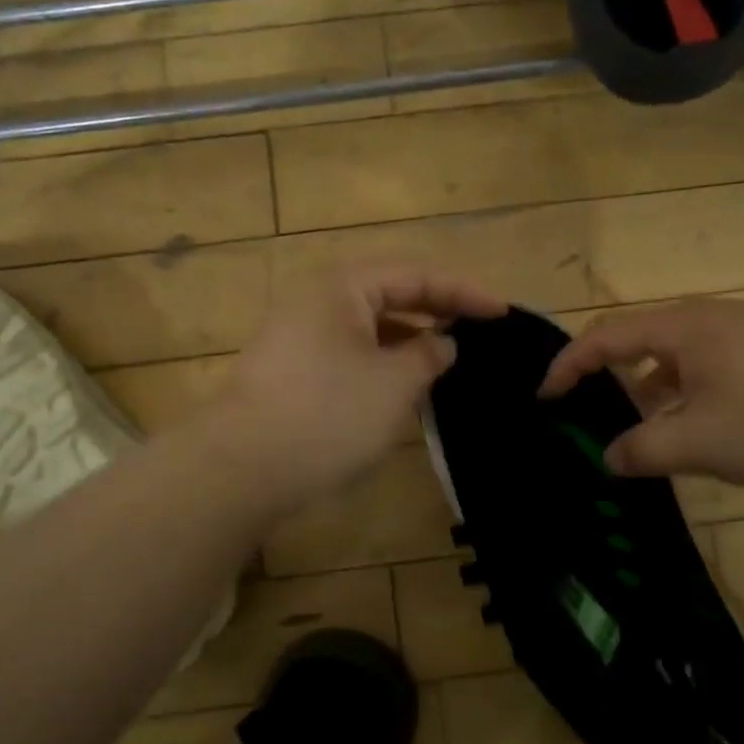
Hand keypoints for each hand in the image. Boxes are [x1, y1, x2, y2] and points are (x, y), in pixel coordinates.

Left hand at [213, 263, 505, 506]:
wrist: (241, 468)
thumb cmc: (328, 414)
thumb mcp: (394, 384)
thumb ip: (429, 356)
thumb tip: (442, 345)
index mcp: (343, 287)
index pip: (416, 275)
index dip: (463, 292)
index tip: (502, 314)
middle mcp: (317, 300)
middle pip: (390, 294)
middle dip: (436, 312)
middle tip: (479, 332)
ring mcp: (299, 335)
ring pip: (369, 327)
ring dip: (409, 340)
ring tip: (448, 362)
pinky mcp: (292, 370)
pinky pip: (350, 352)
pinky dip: (382, 363)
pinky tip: (403, 388)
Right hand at [538, 298, 743, 486]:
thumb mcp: (703, 442)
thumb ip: (645, 449)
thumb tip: (609, 456)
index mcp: (679, 328)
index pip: (602, 338)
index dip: (567, 367)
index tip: (544, 399)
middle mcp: (703, 318)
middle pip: (635, 341)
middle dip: (603, 379)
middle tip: (583, 416)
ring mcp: (739, 331)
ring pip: (672, 358)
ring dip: (646, 391)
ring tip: (637, 433)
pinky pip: (703, 367)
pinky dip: (682, 394)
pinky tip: (695, 429)